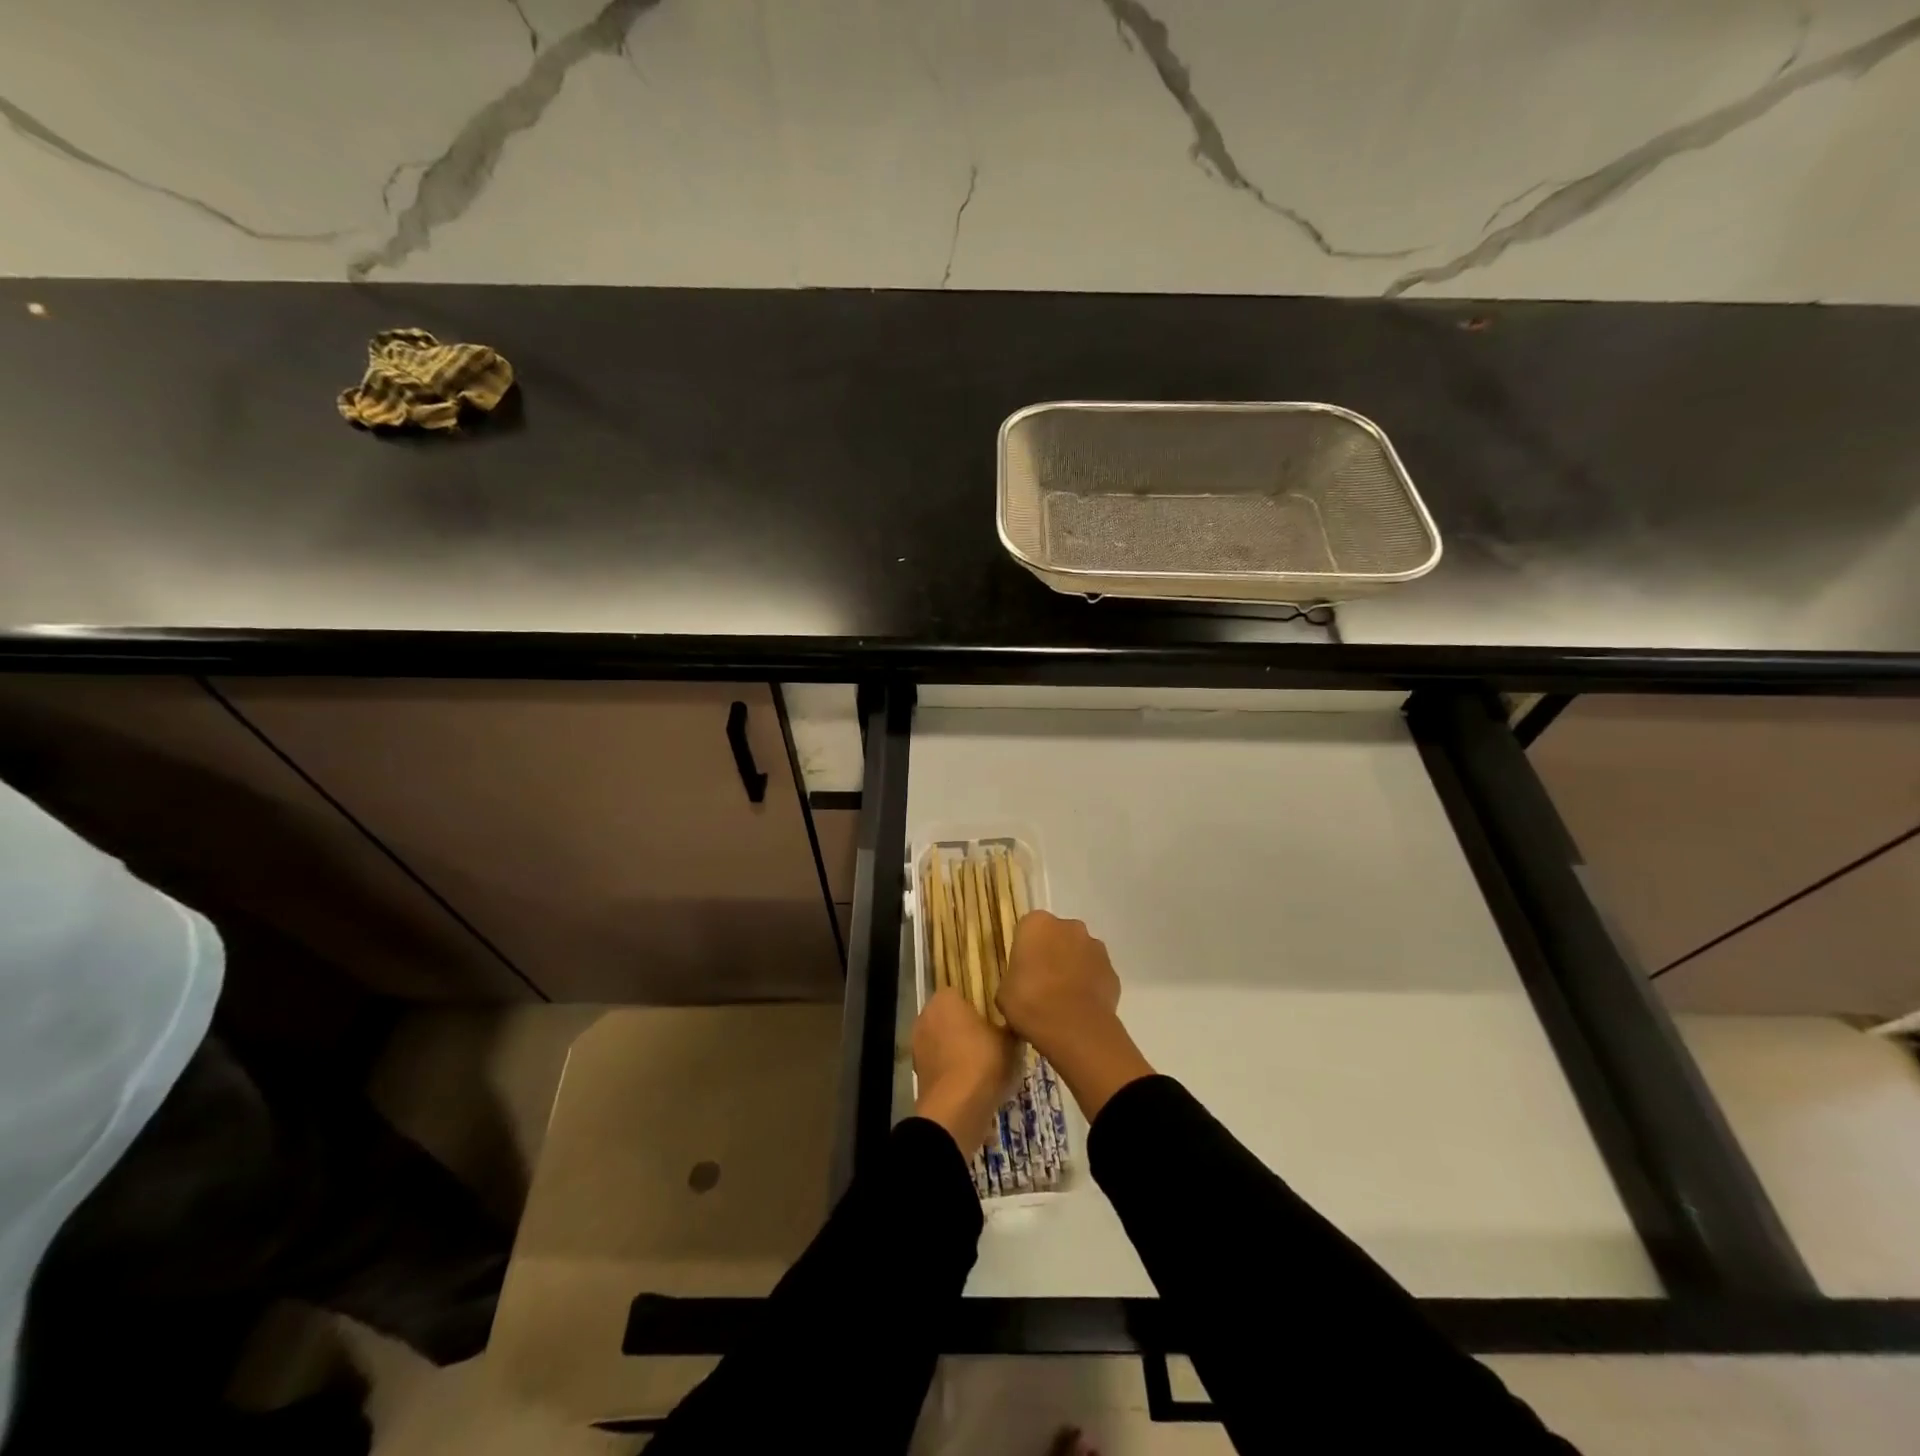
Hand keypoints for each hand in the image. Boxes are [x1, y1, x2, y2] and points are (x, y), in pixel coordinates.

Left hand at [912, 988, 1018, 1153]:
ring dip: (960, 1052)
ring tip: (987, 1067)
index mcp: (944, 999)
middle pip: (951, 1018)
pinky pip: (942, 1066)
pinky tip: (975, 1085)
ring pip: (945, 1043)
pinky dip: (955, 1073)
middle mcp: (925, 1017)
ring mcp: (918, 1047)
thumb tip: (1014, 1025)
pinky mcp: (919, 1074)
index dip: (979, 1005)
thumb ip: (1010, 1027)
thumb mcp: (1011, 1041)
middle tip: (993, 1041)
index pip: (961, 992)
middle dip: (968, 1028)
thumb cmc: (984, 1061)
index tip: (995, 1017)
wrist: (957, 1110)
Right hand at [998, 911, 1153, 1121]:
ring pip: (1080, 953)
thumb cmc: (1029, 1001)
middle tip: (1041, 984)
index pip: (1028, 929)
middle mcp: (1069, 926)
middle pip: (1057, 936)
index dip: (1025, 950)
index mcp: (1037, 923)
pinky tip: (1080, 1008)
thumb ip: (1014, 978)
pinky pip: (1096, 974)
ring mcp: (1095, 947)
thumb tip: (1020, 985)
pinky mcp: (1112, 971)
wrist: (1073, 1028)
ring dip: (1073, 968)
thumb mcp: (1004, 991)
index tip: (1022, 971)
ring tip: (1062, 1000)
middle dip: (1052, 954)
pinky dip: (1089, 986)